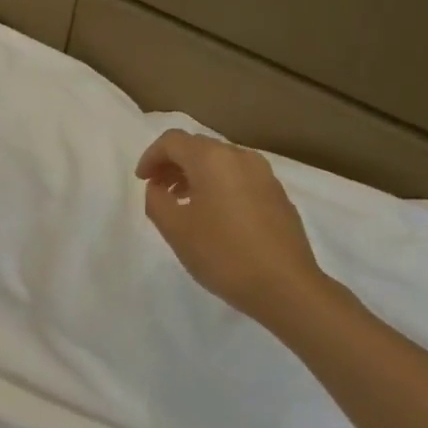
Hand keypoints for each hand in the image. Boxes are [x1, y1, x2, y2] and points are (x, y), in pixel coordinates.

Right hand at [135, 130, 329, 324]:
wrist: (285, 286)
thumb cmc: (222, 253)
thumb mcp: (174, 228)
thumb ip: (156, 200)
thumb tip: (158, 187)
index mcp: (212, 159)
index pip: (172, 141)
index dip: (151, 157)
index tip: (142, 181)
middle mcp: (240, 157)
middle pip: (198, 147)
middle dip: (172, 164)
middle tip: (158, 190)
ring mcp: (264, 175)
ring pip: (220, 162)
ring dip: (196, 175)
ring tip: (183, 203)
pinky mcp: (278, 195)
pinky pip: (239, 178)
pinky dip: (218, 186)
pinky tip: (214, 216)